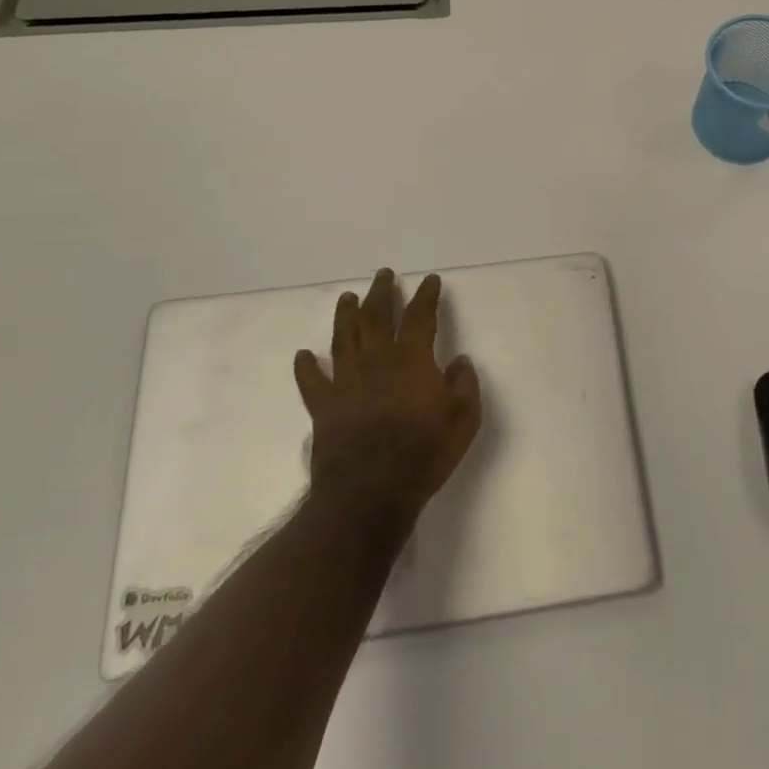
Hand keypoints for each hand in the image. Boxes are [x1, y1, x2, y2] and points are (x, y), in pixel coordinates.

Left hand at [293, 269, 482, 520]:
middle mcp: (376, 361)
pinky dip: (306, 366)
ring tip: (347, 298)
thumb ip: (464, 385)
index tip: (429, 280)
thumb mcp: (463, 420)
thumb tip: (459, 361)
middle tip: (384, 274)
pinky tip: (304, 354)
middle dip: (382, 292)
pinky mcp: (323, 406)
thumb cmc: (423, 454)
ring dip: (345, 315)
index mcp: (411, 360)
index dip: (426, 296)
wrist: (370, 493)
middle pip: (376, 316)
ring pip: (343, 338)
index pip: (420, 317)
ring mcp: (346, 382)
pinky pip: (311, 380)